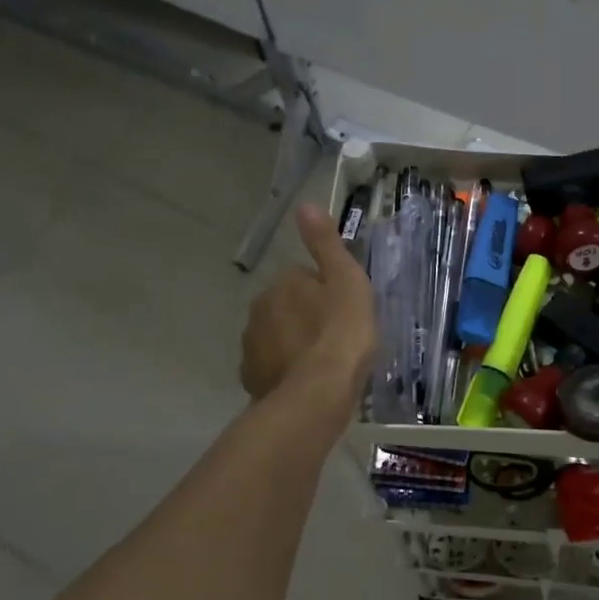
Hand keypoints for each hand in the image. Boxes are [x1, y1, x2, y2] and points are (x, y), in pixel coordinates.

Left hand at [240, 204, 376, 425]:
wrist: (318, 394)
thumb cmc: (342, 333)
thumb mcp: (347, 281)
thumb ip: (325, 244)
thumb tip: (305, 205)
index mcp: (283, 283)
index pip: (304, 278)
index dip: (327, 293)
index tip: (344, 312)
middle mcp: (259, 308)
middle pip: (287, 306)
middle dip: (306, 317)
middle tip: (336, 338)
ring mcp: (252, 345)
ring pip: (277, 336)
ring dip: (294, 344)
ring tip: (323, 364)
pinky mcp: (251, 378)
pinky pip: (271, 366)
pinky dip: (285, 370)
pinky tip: (306, 383)